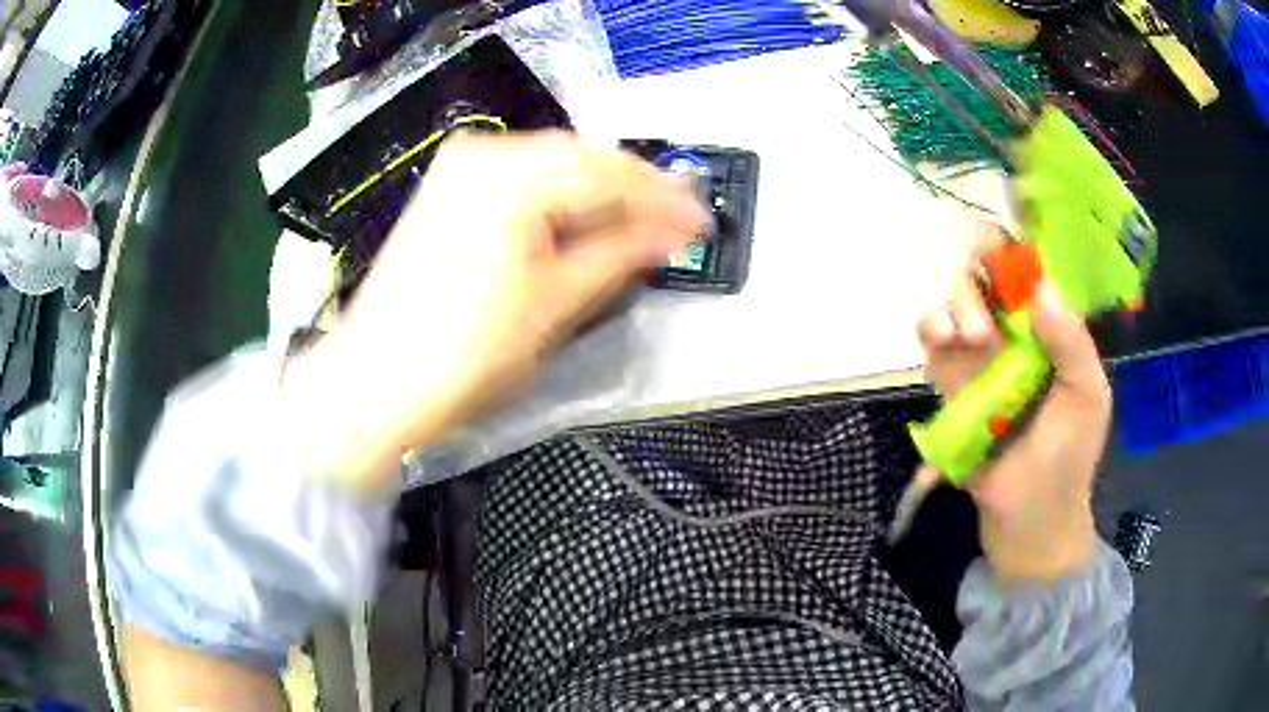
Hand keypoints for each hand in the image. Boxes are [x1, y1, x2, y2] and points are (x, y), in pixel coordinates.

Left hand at [280, 132, 708, 488]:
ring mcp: (460, 171)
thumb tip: (668, 234)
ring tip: (638, 227)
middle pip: (579, 160)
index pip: (607, 174)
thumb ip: (618, 256)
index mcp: (510, 175)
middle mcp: (483, 156)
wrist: (377, 383)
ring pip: (552, 168)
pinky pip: (522, 182)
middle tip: (675, 222)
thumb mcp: (554, 305)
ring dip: (598, 195)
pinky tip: (584, 223)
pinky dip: (559, 201)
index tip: (699, 222)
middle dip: (631, 192)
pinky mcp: (450, 193)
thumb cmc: (462, 353)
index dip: (661, 200)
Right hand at [916, 223, 1110, 580]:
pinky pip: (933, 341)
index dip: (1013, 247)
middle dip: (978, 279)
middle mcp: (1015, 332)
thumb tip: (1041, 287)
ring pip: (955, 300)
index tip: (999, 241)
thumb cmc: (1069, 455)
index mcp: (1051, 328)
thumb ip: (1071, 343)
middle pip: (985, 275)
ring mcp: (980, 356)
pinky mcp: (951, 383)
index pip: (1029, 271)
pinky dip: (931, 328)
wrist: (1030, 515)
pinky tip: (942, 340)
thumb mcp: (1088, 397)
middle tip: (987, 321)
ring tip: (969, 338)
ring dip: (955, 303)